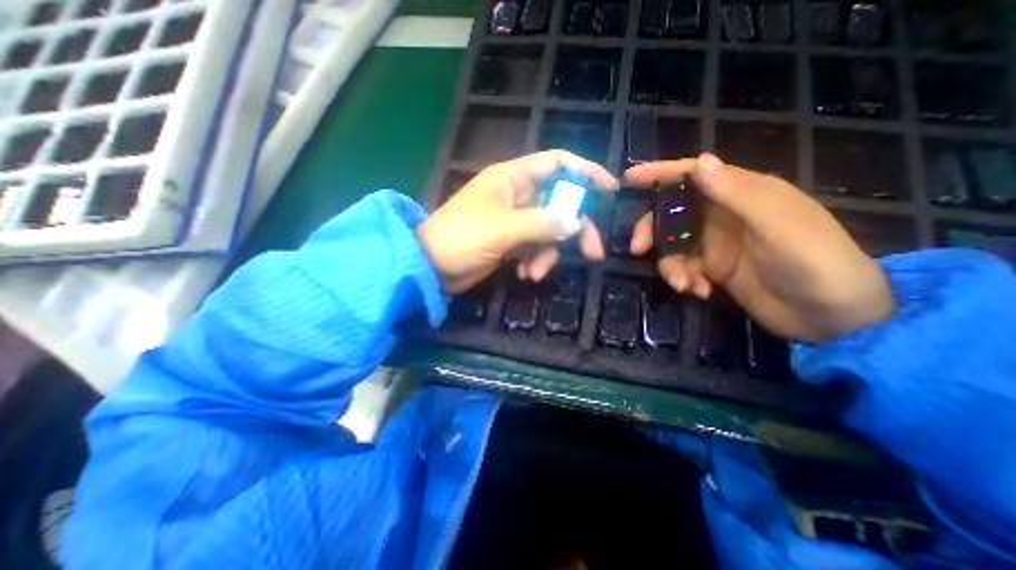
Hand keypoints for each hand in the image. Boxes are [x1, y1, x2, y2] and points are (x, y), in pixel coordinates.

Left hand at [414, 150, 618, 292]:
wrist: (430, 267)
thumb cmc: (461, 238)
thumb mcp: (503, 229)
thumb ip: (542, 224)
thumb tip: (577, 222)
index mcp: (512, 178)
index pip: (557, 163)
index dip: (585, 171)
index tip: (609, 188)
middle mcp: (516, 195)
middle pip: (559, 203)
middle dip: (575, 228)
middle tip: (592, 253)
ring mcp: (514, 220)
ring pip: (549, 231)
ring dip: (548, 254)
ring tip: (535, 272)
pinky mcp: (510, 242)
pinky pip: (535, 247)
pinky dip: (535, 261)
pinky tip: (526, 274)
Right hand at [625, 151, 890, 343]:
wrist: (830, 316)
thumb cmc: (813, 260)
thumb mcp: (776, 224)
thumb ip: (736, 193)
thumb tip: (699, 162)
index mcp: (741, 194)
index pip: (694, 175)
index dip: (661, 173)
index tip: (630, 177)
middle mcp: (722, 215)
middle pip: (671, 213)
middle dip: (652, 229)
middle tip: (638, 249)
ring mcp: (714, 244)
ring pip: (672, 245)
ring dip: (670, 265)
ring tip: (683, 284)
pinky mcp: (712, 269)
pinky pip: (682, 268)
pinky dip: (683, 279)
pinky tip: (700, 292)